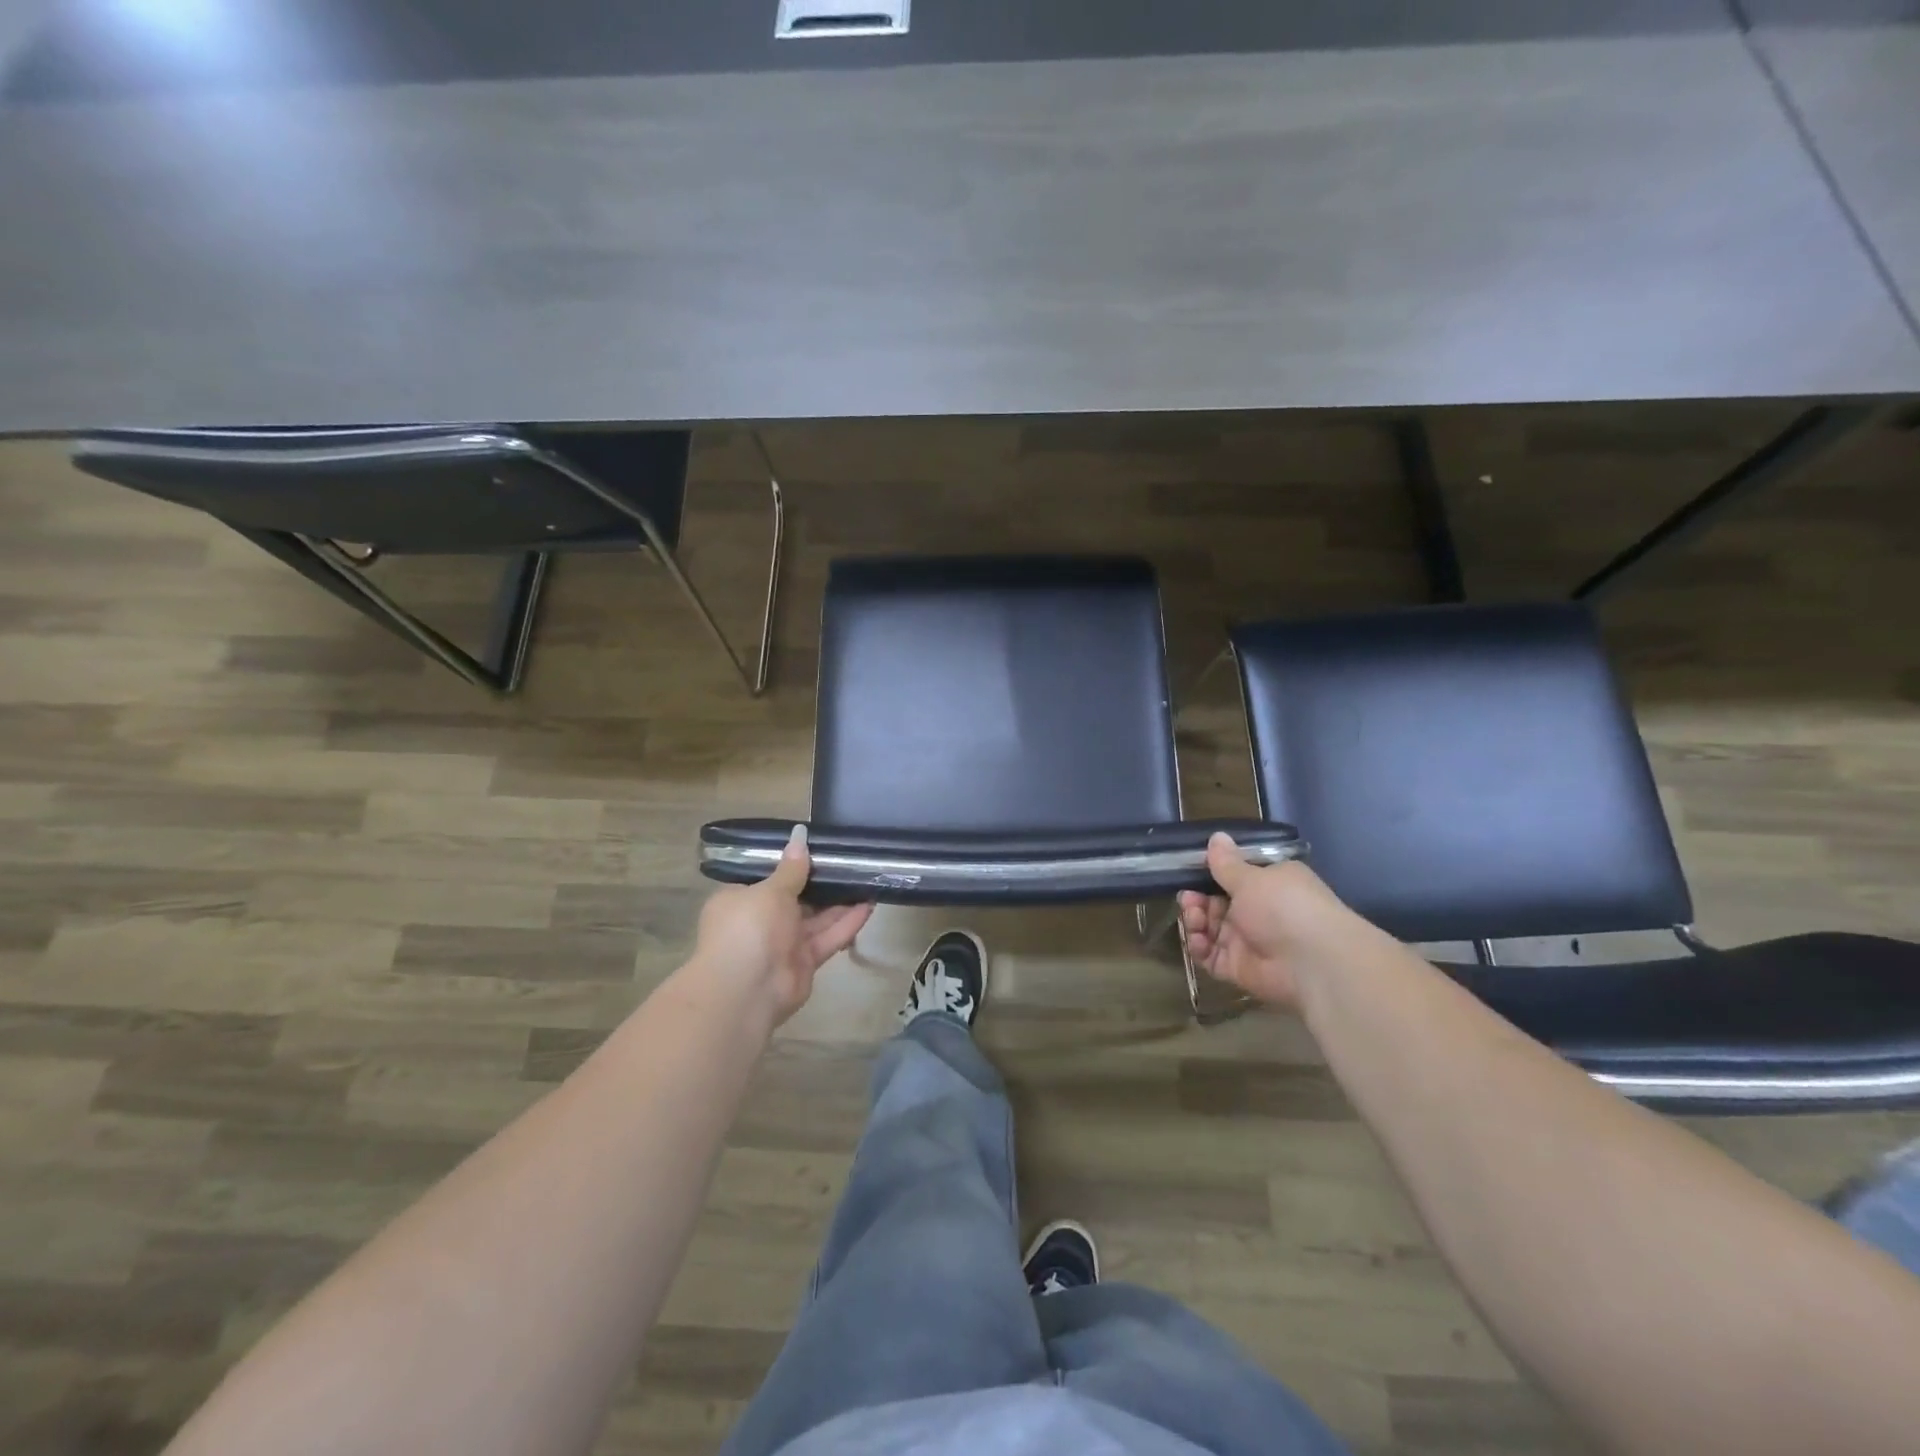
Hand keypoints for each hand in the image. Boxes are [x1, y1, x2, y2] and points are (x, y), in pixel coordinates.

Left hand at [692, 825, 873, 1023]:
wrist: (746, 991)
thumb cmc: (749, 928)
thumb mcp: (770, 890)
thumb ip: (791, 867)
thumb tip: (800, 834)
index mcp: (741, 899)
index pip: (767, 877)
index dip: (791, 863)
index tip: (817, 847)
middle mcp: (760, 921)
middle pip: (796, 897)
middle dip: (822, 882)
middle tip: (851, 860)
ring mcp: (783, 943)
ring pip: (816, 918)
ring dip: (840, 901)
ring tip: (867, 878)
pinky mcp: (805, 962)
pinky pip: (827, 937)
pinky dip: (846, 923)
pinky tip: (869, 905)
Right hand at [1177, 832, 1360, 1009]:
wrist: (1312, 962)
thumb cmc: (1283, 906)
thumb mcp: (1252, 878)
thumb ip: (1227, 863)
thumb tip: (1217, 836)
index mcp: (1269, 885)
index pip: (1235, 877)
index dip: (1212, 874)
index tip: (1192, 871)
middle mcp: (1259, 912)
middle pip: (1217, 903)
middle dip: (1198, 899)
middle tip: (1188, 898)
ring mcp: (1249, 941)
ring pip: (1211, 929)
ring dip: (1196, 921)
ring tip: (1193, 917)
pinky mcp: (1240, 968)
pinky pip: (1211, 956)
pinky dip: (1200, 948)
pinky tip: (1197, 939)